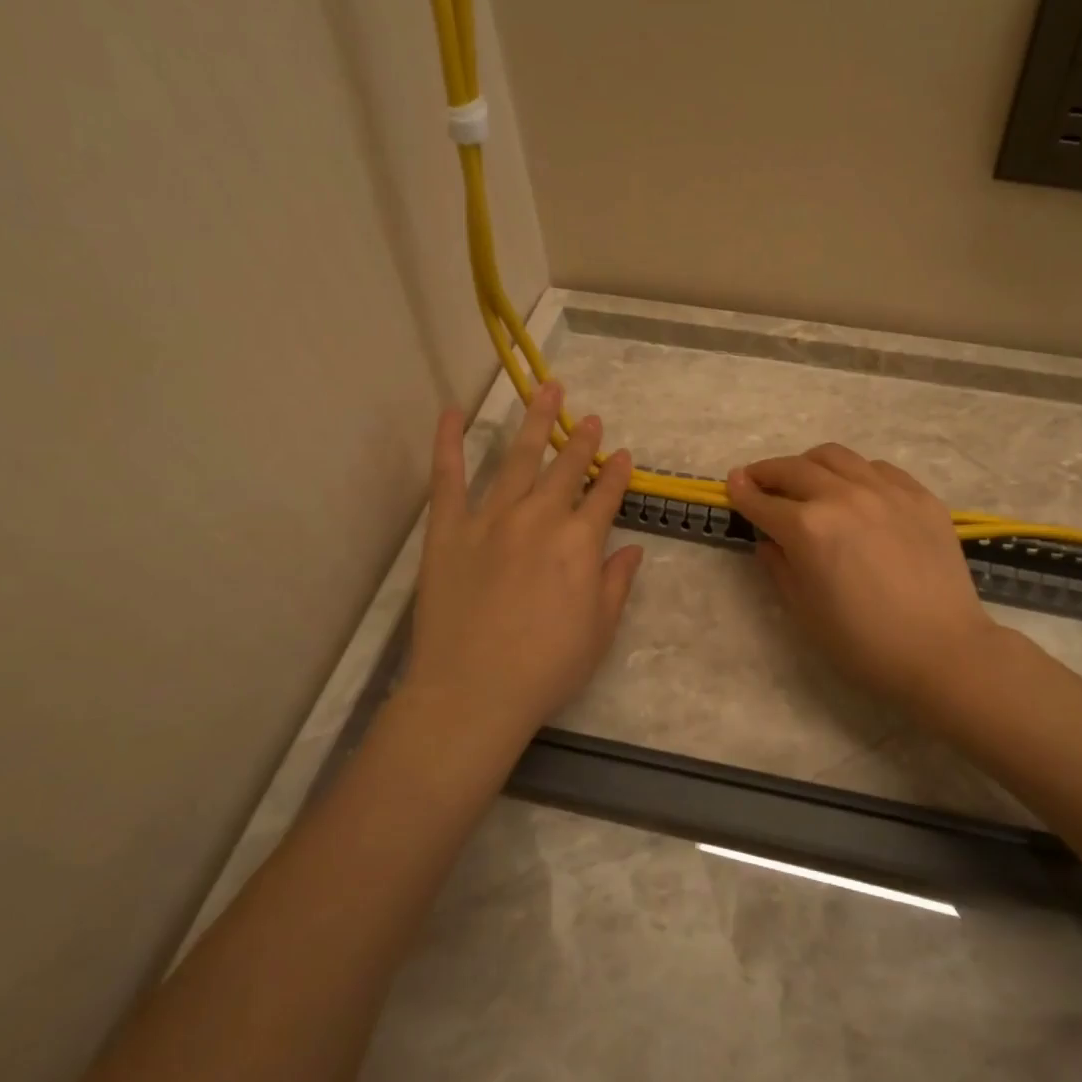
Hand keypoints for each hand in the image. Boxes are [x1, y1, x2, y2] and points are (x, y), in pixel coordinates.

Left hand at [403, 383, 643, 743]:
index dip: (616, 474)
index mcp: (579, 543)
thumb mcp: (599, 630)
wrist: (472, 692)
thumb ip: (617, 582)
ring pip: (518, 458)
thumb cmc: (546, 668)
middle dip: (581, 440)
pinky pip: (448, 477)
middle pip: (565, 469)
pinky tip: (451, 413)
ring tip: (546, 390)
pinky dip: (448, 442)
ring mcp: (490, 518)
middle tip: (590, 417)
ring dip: (535, 423)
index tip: (623, 455)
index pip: (605, 496)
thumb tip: (633, 548)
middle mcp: (539, 518)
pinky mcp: (448, 529)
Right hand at [725, 444, 998, 707]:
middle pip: (794, 469)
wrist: (943, 652)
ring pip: (835, 456)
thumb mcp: (805, 611)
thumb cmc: (864, 643)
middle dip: (768, 472)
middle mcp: (843, 496)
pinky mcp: (919, 495)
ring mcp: (885, 491)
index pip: (763, 501)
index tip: (731, 483)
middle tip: (757, 479)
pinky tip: (855, 491)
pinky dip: (854, 473)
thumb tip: (769, 539)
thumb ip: (779, 566)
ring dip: (809, 464)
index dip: (741, 492)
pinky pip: (877, 468)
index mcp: (808, 528)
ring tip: (805, 479)